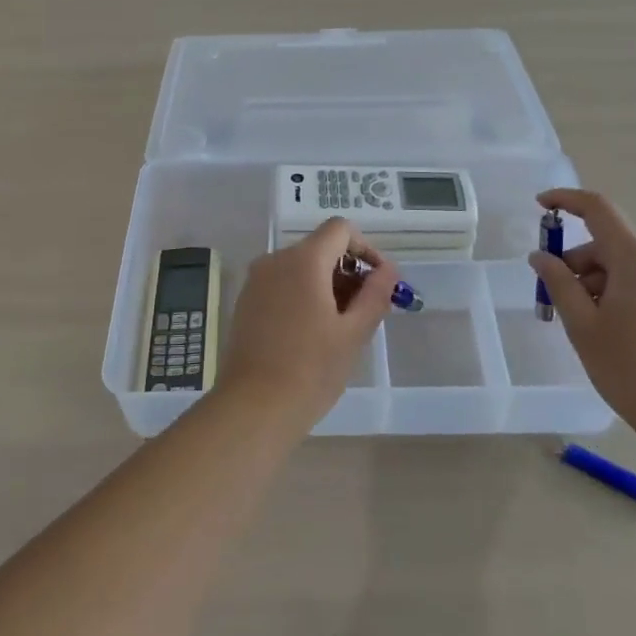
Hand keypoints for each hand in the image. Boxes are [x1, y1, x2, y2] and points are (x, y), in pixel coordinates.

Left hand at [216, 219, 399, 426]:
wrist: (253, 406)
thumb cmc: (311, 369)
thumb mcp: (353, 333)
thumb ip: (375, 294)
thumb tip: (389, 270)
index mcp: (303, 260)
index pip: (340, 229)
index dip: (366, 249)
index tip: (380, 282)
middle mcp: (275, 260)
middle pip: (320, 248)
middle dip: (348, 271)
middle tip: (368, 310)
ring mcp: (256, 281)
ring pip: (300, 267)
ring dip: (327, 285)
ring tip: (343, 325)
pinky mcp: (246, 302)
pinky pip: (282, 284)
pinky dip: (303, 295)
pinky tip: (313, 332)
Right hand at [527, 188, 635, 437]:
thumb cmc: (632, 368)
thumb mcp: (583, 325)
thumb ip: (559, 283)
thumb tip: (541, 256)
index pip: (598, 209)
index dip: (566, 200)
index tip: (539, 206)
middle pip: (608, 245)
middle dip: (575, 262)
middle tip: (553, 298)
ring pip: (624, 269)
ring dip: (595, 283)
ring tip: (581, 325)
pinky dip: (616, 296)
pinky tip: (608, 333)